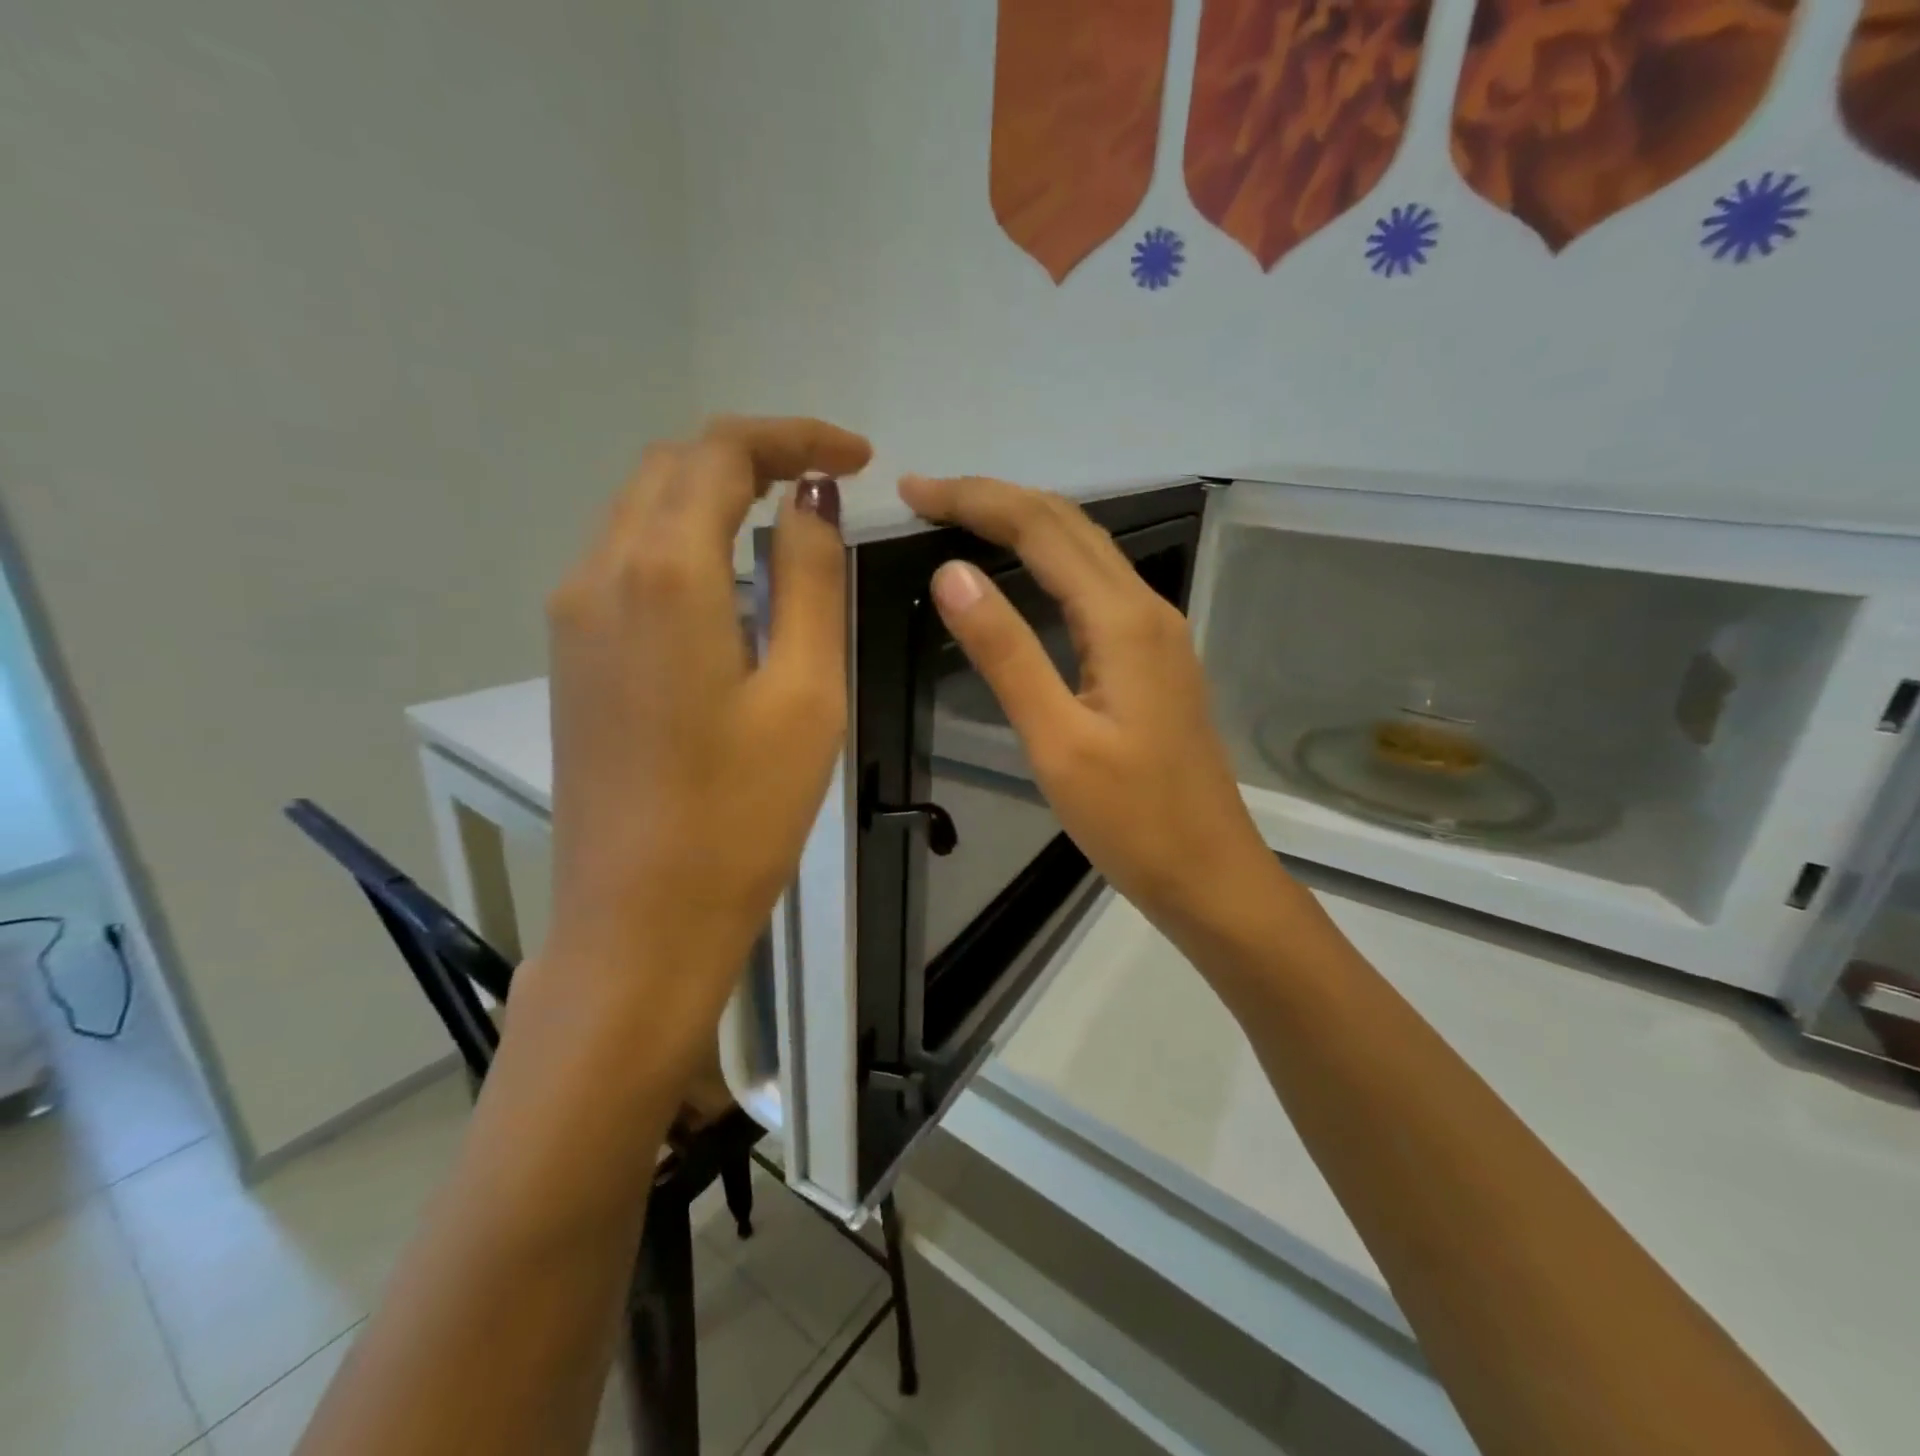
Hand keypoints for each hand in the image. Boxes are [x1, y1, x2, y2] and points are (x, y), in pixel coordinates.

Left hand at [535, 417, 869, 1074]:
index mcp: (663, 571)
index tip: (858, 458)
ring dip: (715, 495)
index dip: (794, 437)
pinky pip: (626, 559)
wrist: (640, 917)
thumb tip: (810, 501)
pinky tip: (732, 579)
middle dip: (754, 455)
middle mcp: (600, 572)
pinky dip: (684, 539)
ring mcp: (573, 615)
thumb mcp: (805, 692)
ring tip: (788, 521)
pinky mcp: (572, 655)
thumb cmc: (741, 812)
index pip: (722, 453)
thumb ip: (808, 579)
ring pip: (642, 508)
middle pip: (673, 467)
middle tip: (829, 482)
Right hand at [900, 474, 1280, 952]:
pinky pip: (1097, 587)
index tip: (913, 490)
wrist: (1210, 874)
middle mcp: (1146, 610)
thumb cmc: (1132, 821)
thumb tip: (952, 573)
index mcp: (1123, 621)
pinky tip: (1023, 577)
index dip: (976, 500)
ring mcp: (1156, 635)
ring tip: (963, 521)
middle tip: (927, 498)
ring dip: (1025, 525)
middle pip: (1068, 527)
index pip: (1041, 529)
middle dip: (997, 500)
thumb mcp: (1056, 742)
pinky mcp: (1153, 661)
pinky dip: (1050, 563)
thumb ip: (1006, 654)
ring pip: (1086, 553)